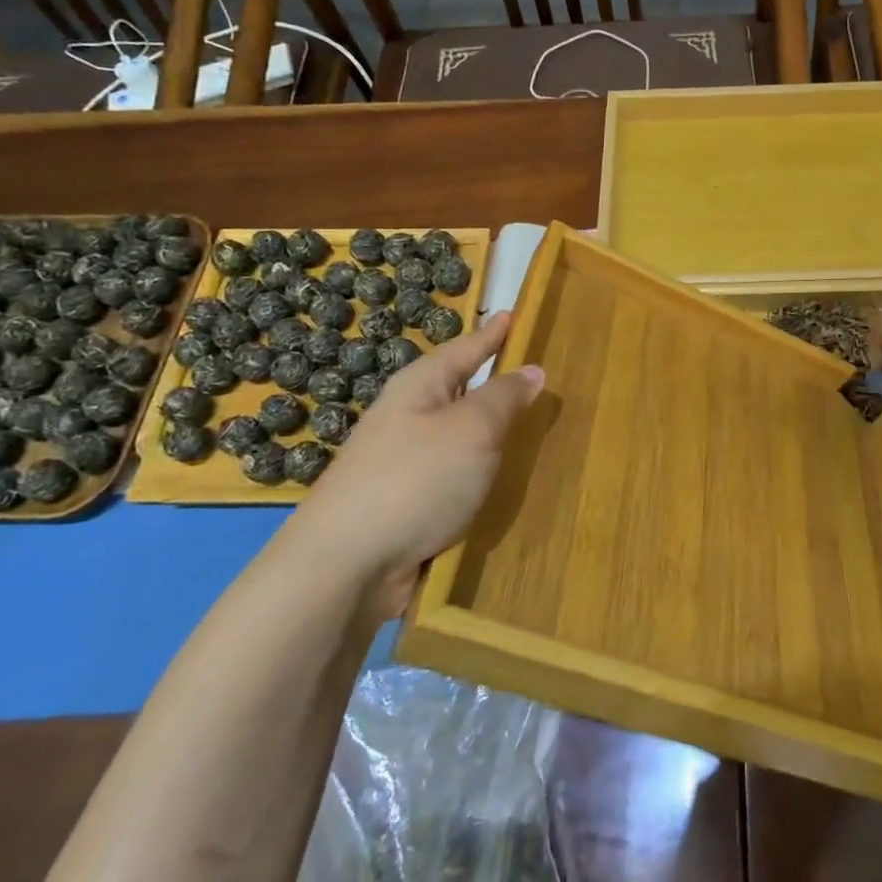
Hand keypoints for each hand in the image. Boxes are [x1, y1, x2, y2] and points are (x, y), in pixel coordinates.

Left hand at [286, 314, 543, 582]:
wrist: (345, 567)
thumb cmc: (415, 480)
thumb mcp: (472, 429)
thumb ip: (504, 397)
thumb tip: (531, 370)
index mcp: (420, 387)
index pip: (465, 348)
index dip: (492, 333)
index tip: (514, 314)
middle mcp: (408, 418)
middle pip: (459, 390)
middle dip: (493, 382)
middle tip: (535, 374)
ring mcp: (403, 463)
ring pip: (458, 436)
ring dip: (489, 431)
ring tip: (528, 426)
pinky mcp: (406, 503)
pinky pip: (455, 475)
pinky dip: (479, 471)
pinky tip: (502, 480)